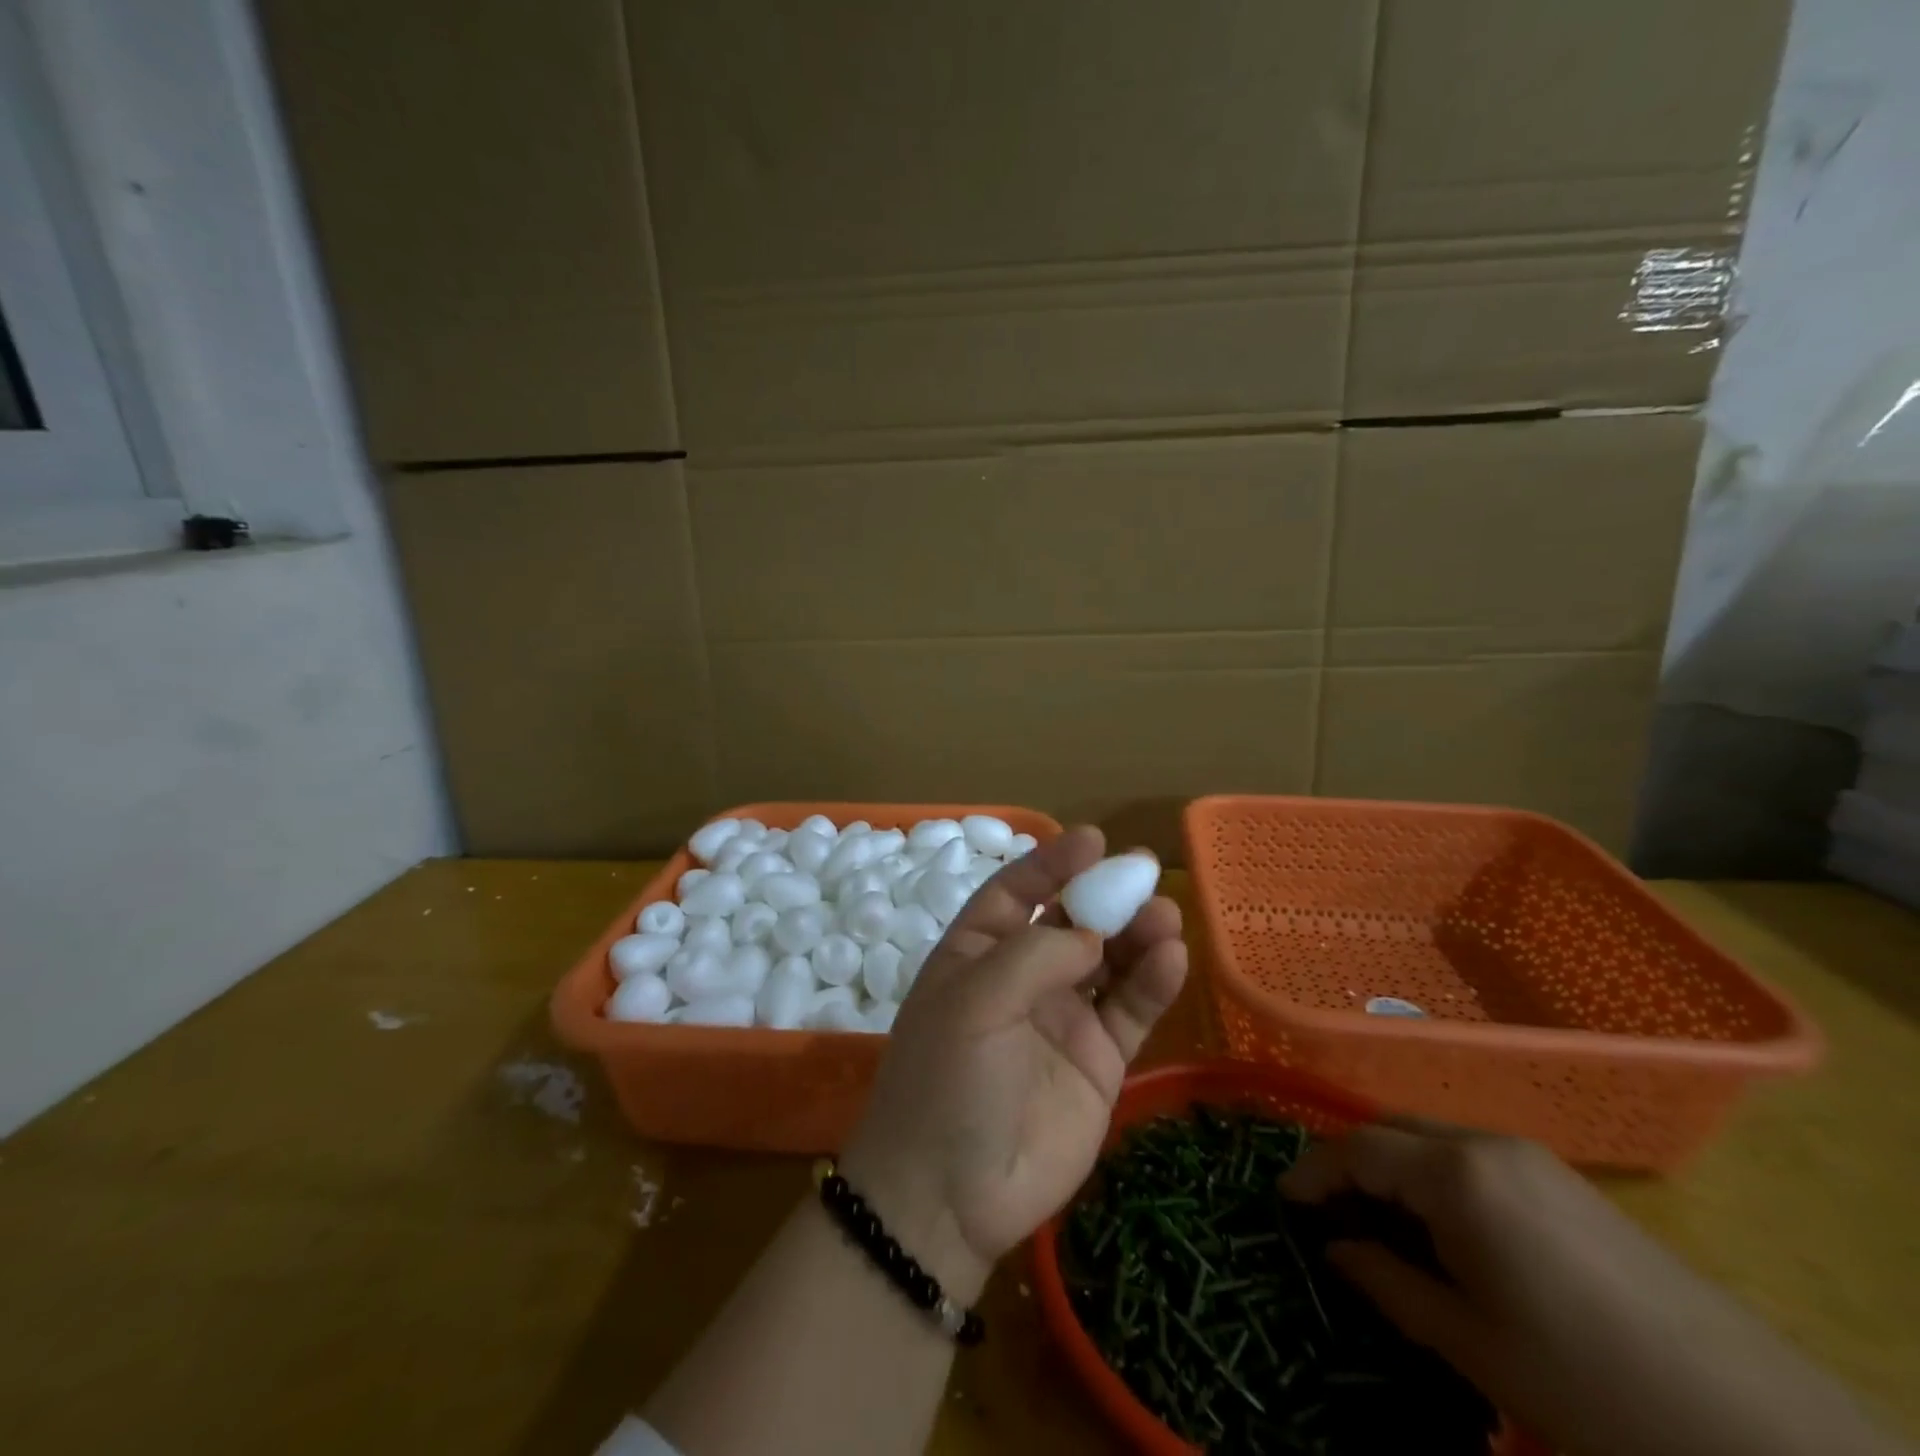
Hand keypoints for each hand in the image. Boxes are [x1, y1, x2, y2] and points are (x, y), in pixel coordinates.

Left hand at [841, 825, 1187, 1303]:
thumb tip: (1093, 934)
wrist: (949, 1197)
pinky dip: (1152, 982)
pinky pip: (1129, 1010)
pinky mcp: (1098, 1061)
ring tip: (1164, 915)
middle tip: (1144, 871)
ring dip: (1137, 934)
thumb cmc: (947, 1081)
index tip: (1093, 840)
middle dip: (1105, 895)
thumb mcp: (974, 1001)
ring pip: (1109, 961)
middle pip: (1071, 921)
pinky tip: (1171, 958)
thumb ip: (1036, 955)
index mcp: (977, 953)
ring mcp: (1063, 1018)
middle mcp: (1021, 978)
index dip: (1052, 863)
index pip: (1017, 892)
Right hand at [1283, 1124, 1903, 1455]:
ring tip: (1383, 1226)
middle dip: (1350, 1162)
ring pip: (1431, 1139)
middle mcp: (1486, 1143)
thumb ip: (1386, 1283)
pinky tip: (1447, 1231)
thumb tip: (1334, 1250)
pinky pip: (1473, 1157)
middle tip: (1329, 1213)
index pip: (1356, 1147)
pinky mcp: (1565, 1179)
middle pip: (1392, 1129)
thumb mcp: (1471, 1342)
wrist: (1757, 1428)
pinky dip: (1437, 1177)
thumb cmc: (1585, 1380)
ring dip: (1394, 1169)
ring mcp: (1532, 1156)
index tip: (1283, 1200)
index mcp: (1456, 1173)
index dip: (1312, 1170)